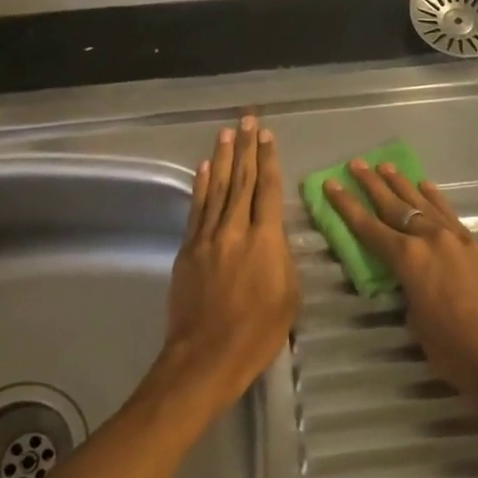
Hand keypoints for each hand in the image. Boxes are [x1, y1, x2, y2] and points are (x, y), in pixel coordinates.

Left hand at [160, 116, 299, 406]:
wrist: (206, 357)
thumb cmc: (258, 332)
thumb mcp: (289, 296)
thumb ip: (281, 257)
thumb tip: (273, 236)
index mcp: (265, 240)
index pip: (268, 189)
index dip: (269, 160)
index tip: (268, 136)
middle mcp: (235, 230)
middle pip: (242, 180)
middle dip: (246, 148)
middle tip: (247, 120)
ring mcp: (208, 237)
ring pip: (217, 188)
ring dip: (223, 159)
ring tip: (227, 133)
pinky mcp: (188, 250)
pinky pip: (197, 209)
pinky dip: (201, 186)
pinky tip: (205, 169)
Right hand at [323, 161, 477, 433]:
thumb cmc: (457, 353)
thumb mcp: (418, 326)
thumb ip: (411, 295)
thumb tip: (415, 284)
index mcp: (409, 260)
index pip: (369, 228)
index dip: (347, 206)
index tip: (331, 184)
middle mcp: (432, 239)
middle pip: (396, 205)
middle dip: (373, 184)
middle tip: (357, 164)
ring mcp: (461, 239)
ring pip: (426, 204)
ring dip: (404, 185)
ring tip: (388, 166)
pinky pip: (451, 216)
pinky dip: (436, 201)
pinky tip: (429, 190)